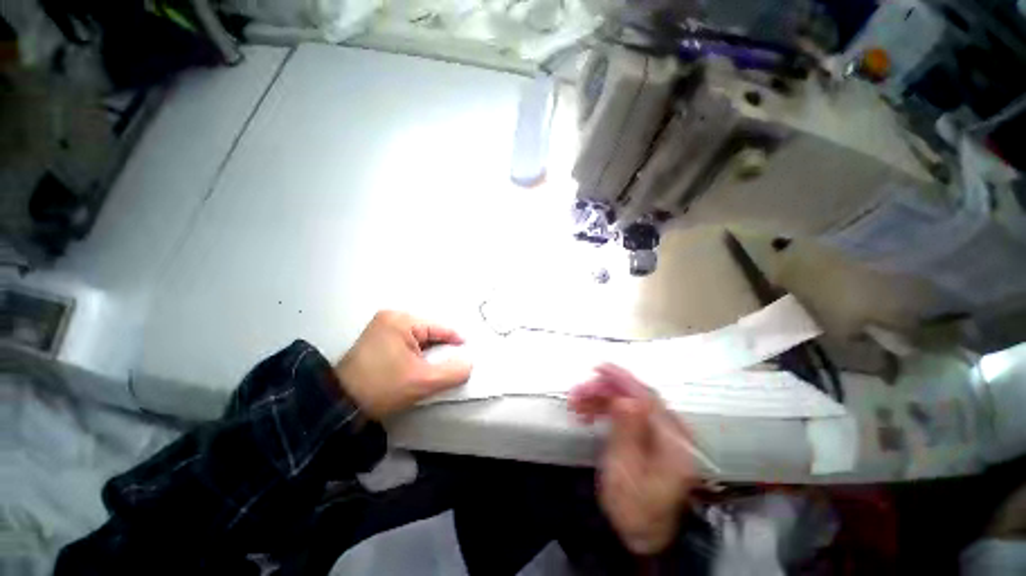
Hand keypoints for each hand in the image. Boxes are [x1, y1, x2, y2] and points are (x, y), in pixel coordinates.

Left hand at [336, 311, 471, 418]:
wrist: (338, 406)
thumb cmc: (382, 388)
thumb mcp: (423, 382)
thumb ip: (453, 371)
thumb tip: (469, 363)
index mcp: (401, 320)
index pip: (439, 328)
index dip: (456, 342)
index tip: (468, 355)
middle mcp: (391, 317)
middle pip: (429, 332)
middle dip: (440, 349)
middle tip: (450, 365)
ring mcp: (380, 327)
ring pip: (418, 338)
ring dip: (428, 353)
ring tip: (434, 368)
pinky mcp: (375, 338)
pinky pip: (405, 342)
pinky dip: (415, 354)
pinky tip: (417, 367)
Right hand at [570, 364, 697, 554]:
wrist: (643, 535)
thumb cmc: (634, 508)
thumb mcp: (626, 472)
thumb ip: (626, 432)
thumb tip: (625, 399)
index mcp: (674, 441)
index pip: (647, 399)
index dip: (622, 379)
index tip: (598, 368)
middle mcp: (672, 432)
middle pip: (636, 397)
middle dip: (604, 390)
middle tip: (576, 394)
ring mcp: (661, 435)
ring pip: (629, 403)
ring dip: (601, 399)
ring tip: (576, 405)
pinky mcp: (650, 438)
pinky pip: (627, 414)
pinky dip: (606, 410)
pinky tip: (588, 414)